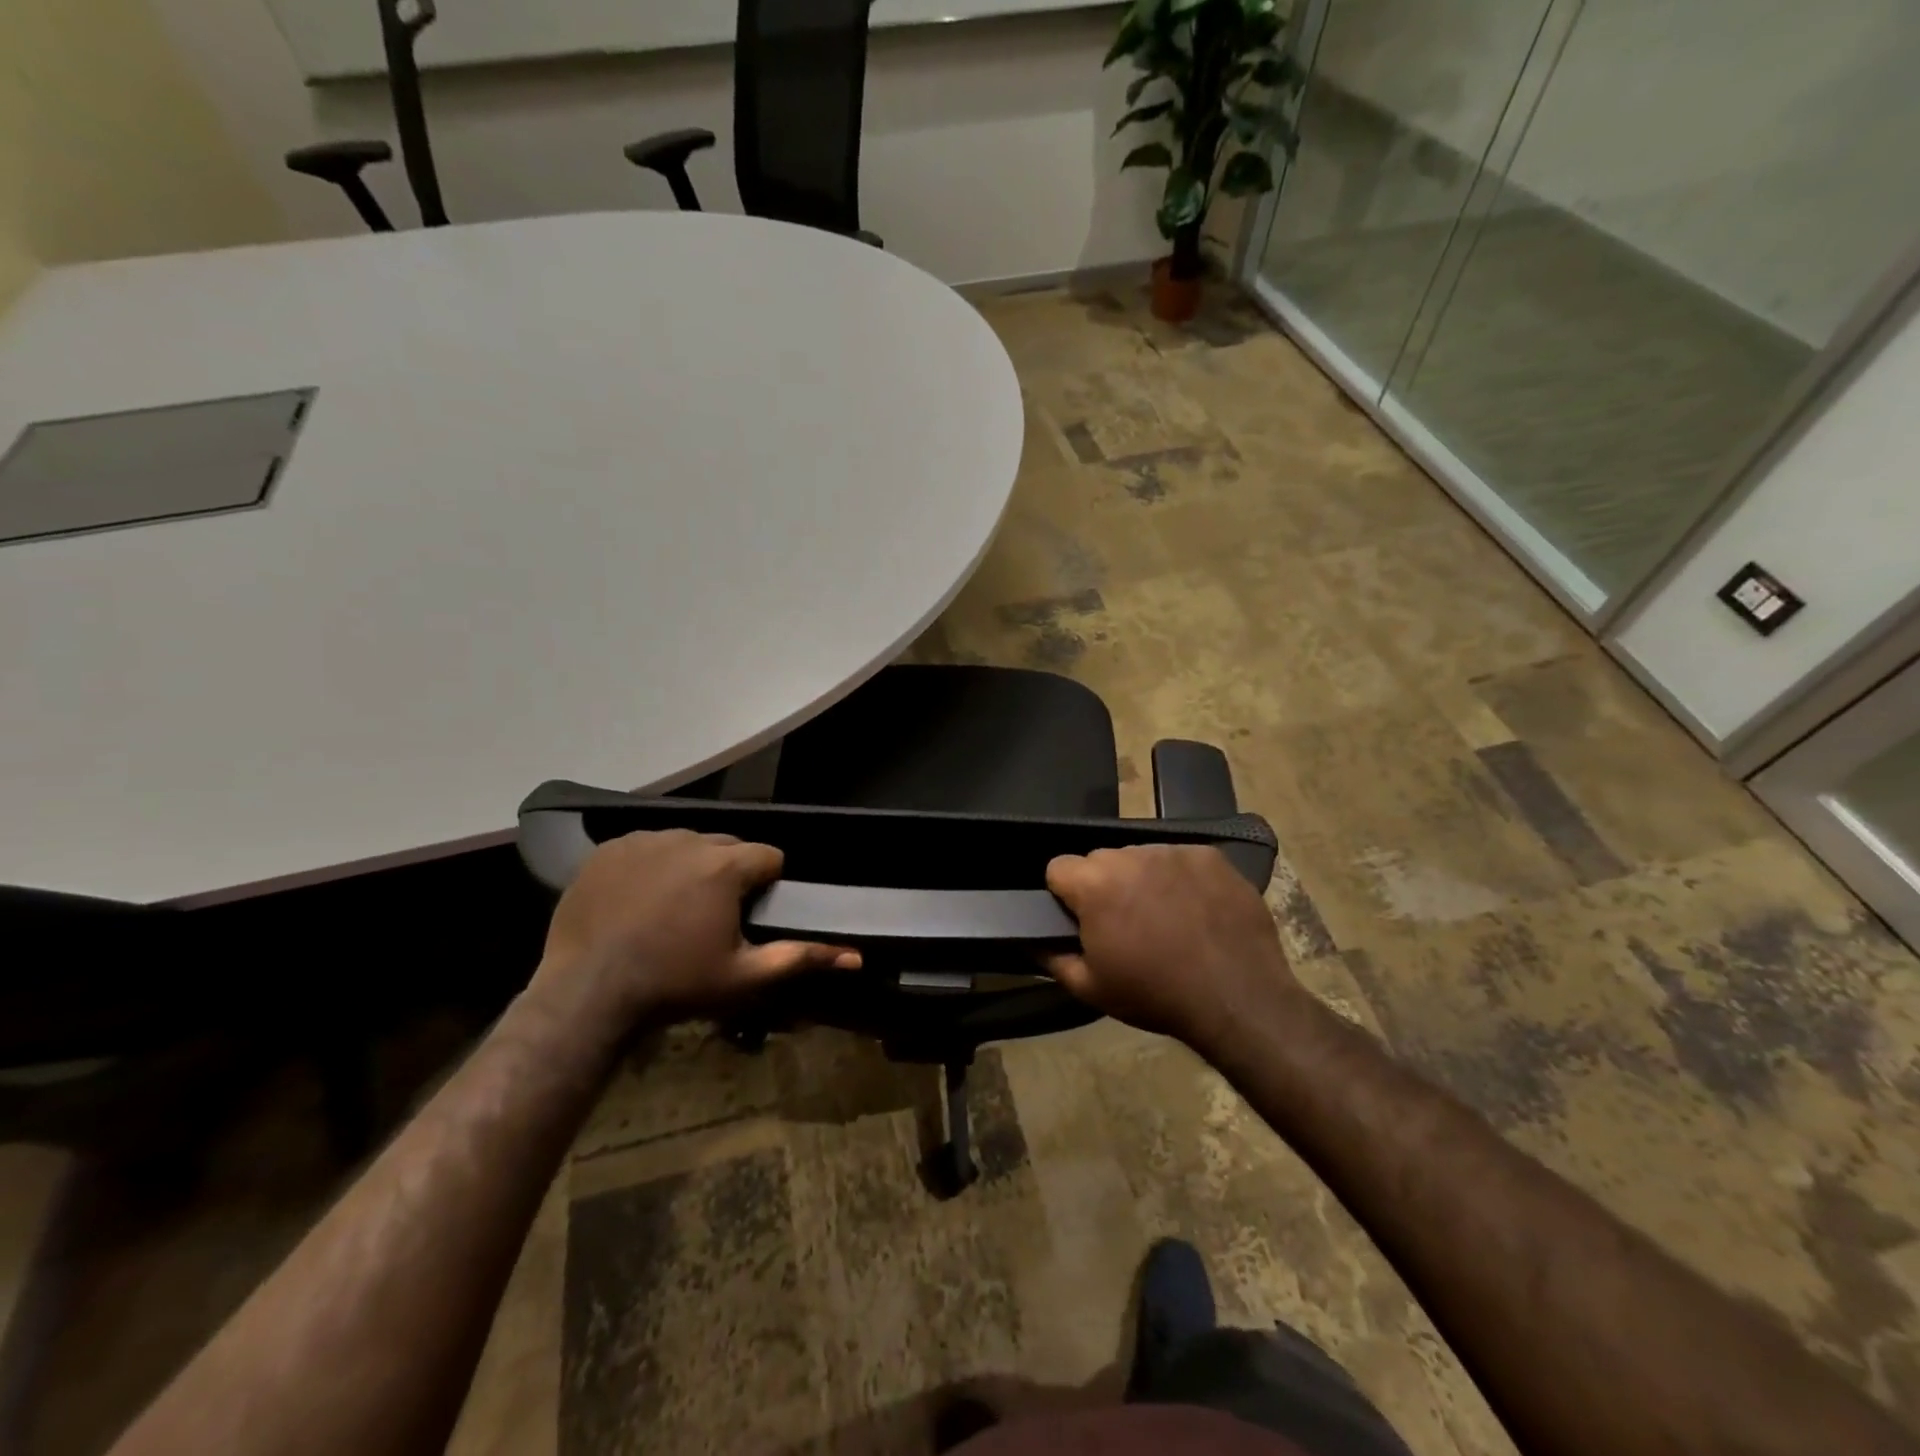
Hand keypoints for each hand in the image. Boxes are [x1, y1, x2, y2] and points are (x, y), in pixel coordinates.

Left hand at [533, 829, 856, 1027]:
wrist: (588, 993)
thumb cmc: (675, 984)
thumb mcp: (744, 976)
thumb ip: (801, 958)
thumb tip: (857, 955)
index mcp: (725, 866)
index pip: (768, 856)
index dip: (766, 884)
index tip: (749, 913)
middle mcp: (688, 839)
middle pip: (728, 846)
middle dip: (729, 873)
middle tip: (712, 915)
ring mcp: (644, 840)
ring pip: (687, 843)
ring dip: (691, 866)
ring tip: (673, 908)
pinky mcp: (610, 849)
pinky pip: (646, 846)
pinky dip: (651, 864)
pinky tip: (639, 899)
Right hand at [1045, 845, 1305, 1049]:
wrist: (1238, 999)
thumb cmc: (1156, 995)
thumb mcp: (1091, 989)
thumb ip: (1052, 958)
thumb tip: (1031, 941)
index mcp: (1095, 883)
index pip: (1059, 867)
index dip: (1065, 895)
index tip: (1082, 921)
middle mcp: (1131, 855)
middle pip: (1101, 860)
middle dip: (1104, 885)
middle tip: (1125, 925)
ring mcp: (1174, 852)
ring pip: (1140, 856)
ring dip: (1142, 879)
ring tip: (1164, 918)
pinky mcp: (1210, 855)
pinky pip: (1180, 858)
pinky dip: (1180, 878)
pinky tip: (1194, 908)